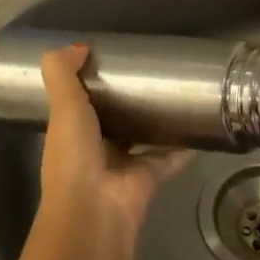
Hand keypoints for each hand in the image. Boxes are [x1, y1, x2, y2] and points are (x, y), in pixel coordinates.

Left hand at [39, 45, 189, 234]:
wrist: (94, 212)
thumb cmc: (73, 156)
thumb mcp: (62, 107)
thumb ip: (62, 74)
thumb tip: (80, 46)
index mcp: (70, 131)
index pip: (78, 102)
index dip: (91, 82)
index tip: (112, 59)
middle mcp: (93, 148)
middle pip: (112, 118)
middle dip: (127, 99)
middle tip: (152, 71)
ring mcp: (121, 165)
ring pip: (140, 137)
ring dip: (155, 121)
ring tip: (177, 93)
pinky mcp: (147, 178)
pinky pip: (167, 158)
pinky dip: (180, 147)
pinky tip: (197, 127)